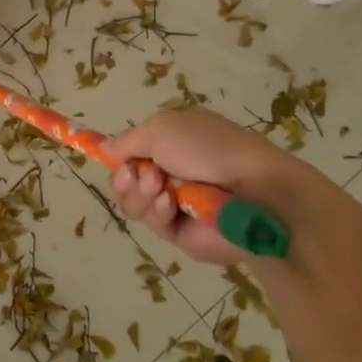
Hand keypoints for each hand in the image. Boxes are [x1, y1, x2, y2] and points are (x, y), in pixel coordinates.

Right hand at [106, 109, 340, 266]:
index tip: (109, 158)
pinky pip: (151, 223)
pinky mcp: (181, 233)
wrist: (256, 193)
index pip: (133, 150)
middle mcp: (172, 172)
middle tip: (139, 174)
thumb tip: (105, 149)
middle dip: (126, 176)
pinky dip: (157, 212)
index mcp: (173, 143)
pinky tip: (171, 205)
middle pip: (126, 179)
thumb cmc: (209, 149)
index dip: (119, 155)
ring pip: (133, 203)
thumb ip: (127, 140)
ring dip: (139, 193)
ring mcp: (176, 203)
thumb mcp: (161, 129)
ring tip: (159, 187)